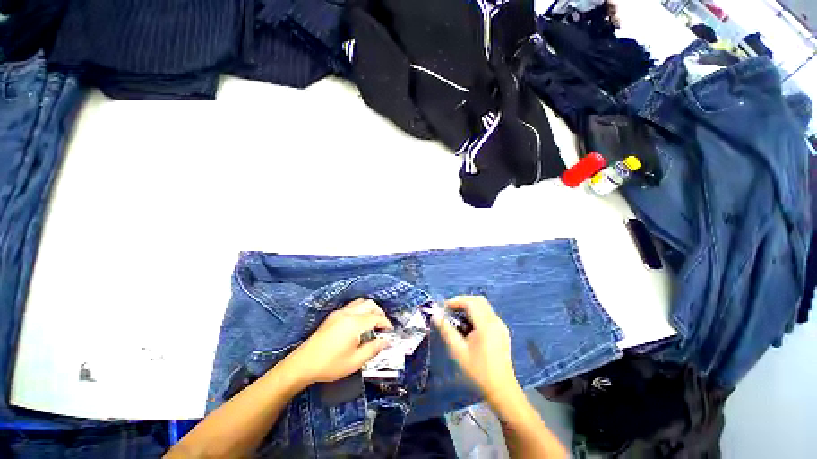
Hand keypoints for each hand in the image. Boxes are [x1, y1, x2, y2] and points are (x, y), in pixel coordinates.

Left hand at [285, 298, 392, 384]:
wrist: (303, 364)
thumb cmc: (331, 365)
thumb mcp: (355, 361)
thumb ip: (373, 349)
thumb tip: (386, 341)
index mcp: (355, 323)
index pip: (376, 317)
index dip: (386, 323)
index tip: (391, 331)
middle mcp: (348, 313)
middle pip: (370, 304)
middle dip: (380, 312)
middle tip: (383, 326)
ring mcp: (339, 312)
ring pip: (360, 302)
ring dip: (370, 309)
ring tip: (373, 322)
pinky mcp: (333, 315)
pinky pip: (352, 306)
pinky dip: (360, 309)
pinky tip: (359, 322)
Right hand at [432, 296, 520, 402]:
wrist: (501, 390)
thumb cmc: (478, 371)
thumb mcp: (458, 351)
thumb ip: (446, 330)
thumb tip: (435, 315)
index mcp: (486, 325)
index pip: (471, 302)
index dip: (456, 301)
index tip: (444, 308)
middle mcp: (496, 321)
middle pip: (478, 301)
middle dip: (463, 302)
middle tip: (450, 310)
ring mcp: (501, 326)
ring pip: (484, 306)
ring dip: (469, 307)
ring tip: (457, 318)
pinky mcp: (502, 331)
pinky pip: (488, 314)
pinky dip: (476, 313)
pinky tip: (469, 326)